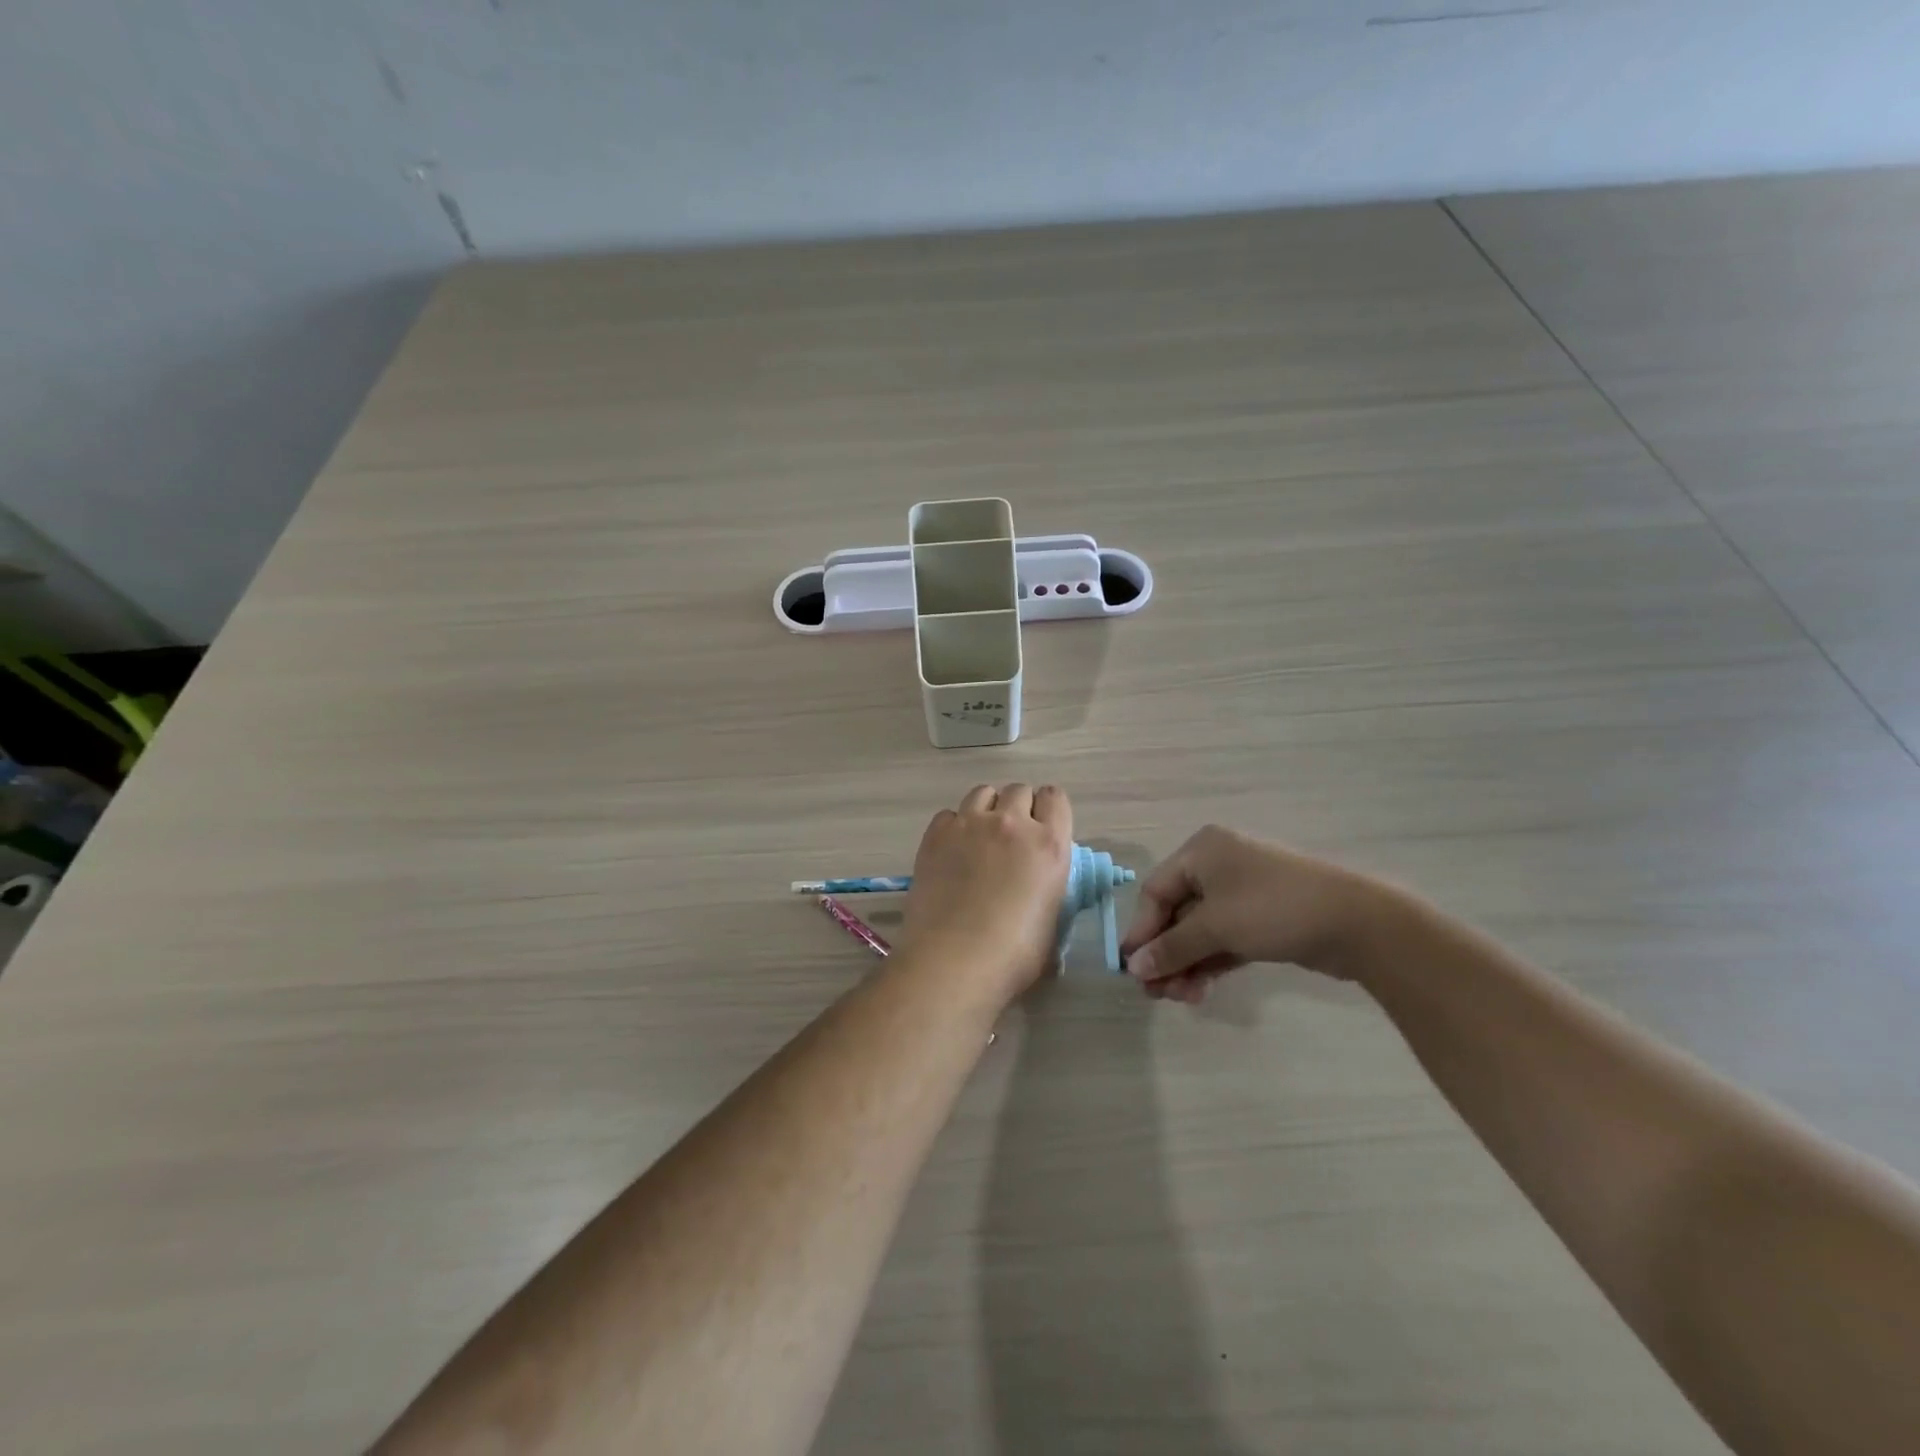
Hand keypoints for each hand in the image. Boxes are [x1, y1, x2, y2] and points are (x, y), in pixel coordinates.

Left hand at [901, 784, 1072, 1002]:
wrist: (953, 962)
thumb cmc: (1014, 956)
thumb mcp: (1052, 924)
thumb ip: (1050, 892)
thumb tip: (1042, 891)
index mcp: (1049, 845)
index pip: (1056, 798)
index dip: (1049, 811)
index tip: (1043, 829)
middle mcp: (1011, 824)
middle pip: (1018, 790)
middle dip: (1018, 808)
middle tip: (1011, 838)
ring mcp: (969, 825)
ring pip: (983, 792)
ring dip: (987, 809)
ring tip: (980, 838)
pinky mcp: (935, 835)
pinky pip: (949, 814)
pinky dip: (953, 826)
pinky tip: (952, 852)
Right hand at [1121, 825, 1385, 1002]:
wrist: (1357, 923)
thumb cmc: (1273, 909)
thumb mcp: (1216, 926)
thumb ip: (1172, 947)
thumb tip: (1132, 967)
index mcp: (1202, 851)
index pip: (1156, 891)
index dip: (1142, 931)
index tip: (1132, 969)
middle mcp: (1218, 866)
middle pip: (1177, 912)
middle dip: (1166, 953)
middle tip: (1157, 992)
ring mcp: (1242, 893)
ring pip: (1200, 930)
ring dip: (1186, 963)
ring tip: (1182, 998)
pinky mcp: (1262, 919)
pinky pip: (1223, 939)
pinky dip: (1209, 962)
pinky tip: (1199, 989)